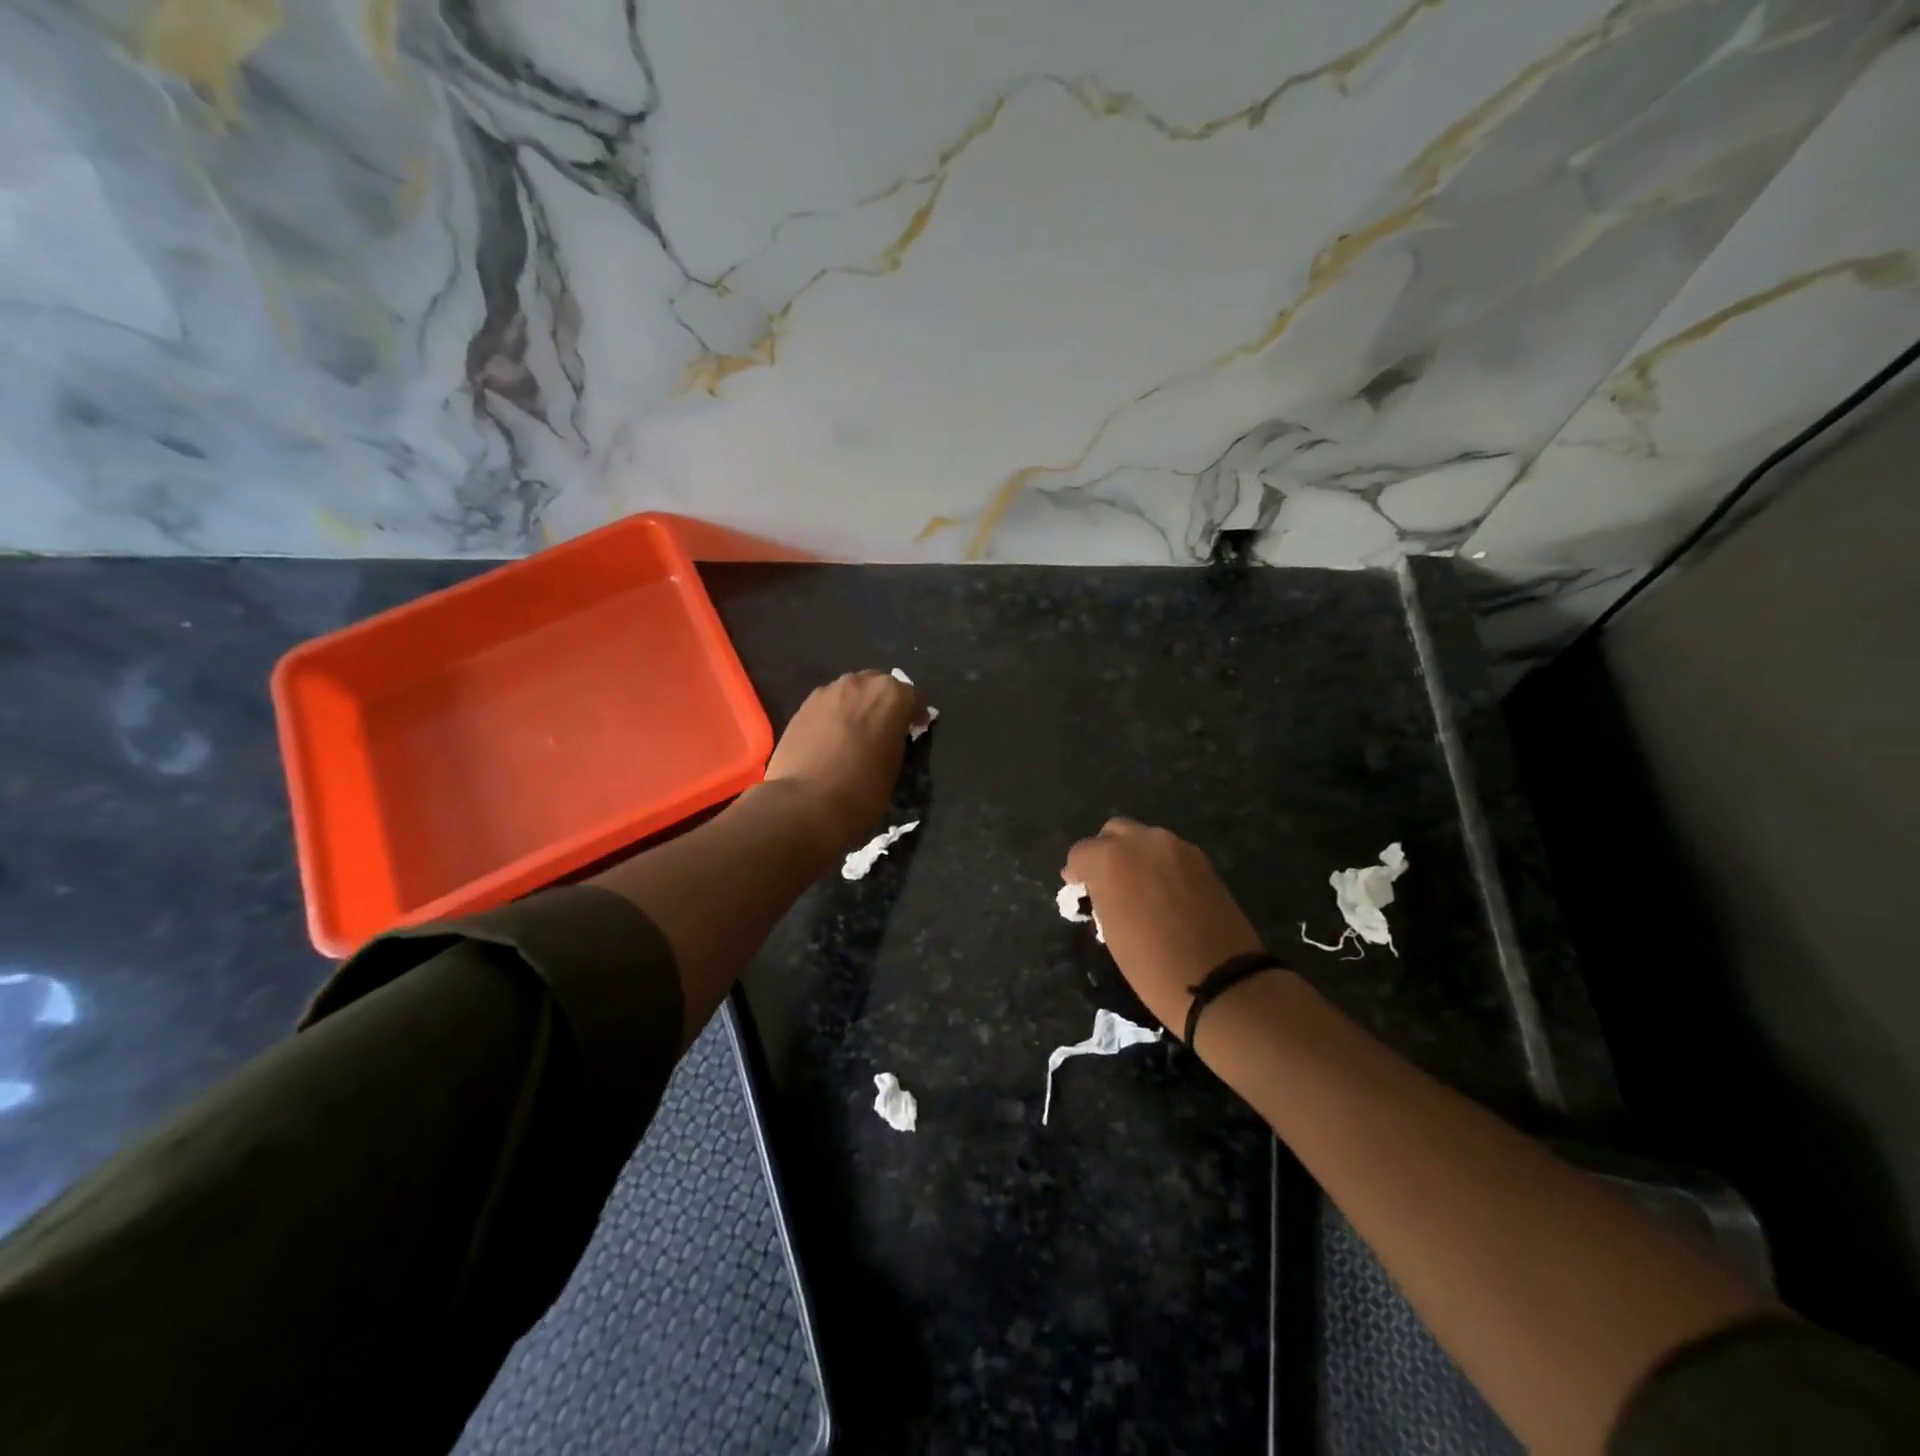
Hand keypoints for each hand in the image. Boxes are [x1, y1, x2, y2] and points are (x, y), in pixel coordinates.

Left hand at [763, 670, 922, 844]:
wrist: (806, 802)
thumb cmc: (862, 789)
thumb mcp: (895, 766)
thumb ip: (897, 739)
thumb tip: (892, 735)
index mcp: (892, 695)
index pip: (914, 698)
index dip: (915, 715)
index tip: (914, 731)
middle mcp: (861, 683)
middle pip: (879, 686)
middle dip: (884, 704)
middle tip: (884, 729)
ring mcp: (829, 691)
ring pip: (852, 692)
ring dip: (858, 706)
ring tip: (855, 733)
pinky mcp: (804, 704)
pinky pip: (829, 704)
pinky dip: (835, 715)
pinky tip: (831, 738)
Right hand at [1064, 819, 1263, 1036]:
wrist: (1220, 980)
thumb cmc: (1151, 964)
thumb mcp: (1110, 931)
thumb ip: (1101, 896)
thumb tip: (1097, 886)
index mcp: (1110, 859)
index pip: (1080, 852)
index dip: (1077, 871)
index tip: (1080, 890)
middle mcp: (1142, 841)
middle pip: (1114, 832)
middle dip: (1106, 851)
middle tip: (1108, 882)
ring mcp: (1176, 847)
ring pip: (1145, 839)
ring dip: (1136, 856)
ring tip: (1140, 888)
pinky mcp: (1202, 860)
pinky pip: (1171, 853)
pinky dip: (1162, 865)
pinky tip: (1166, 893)